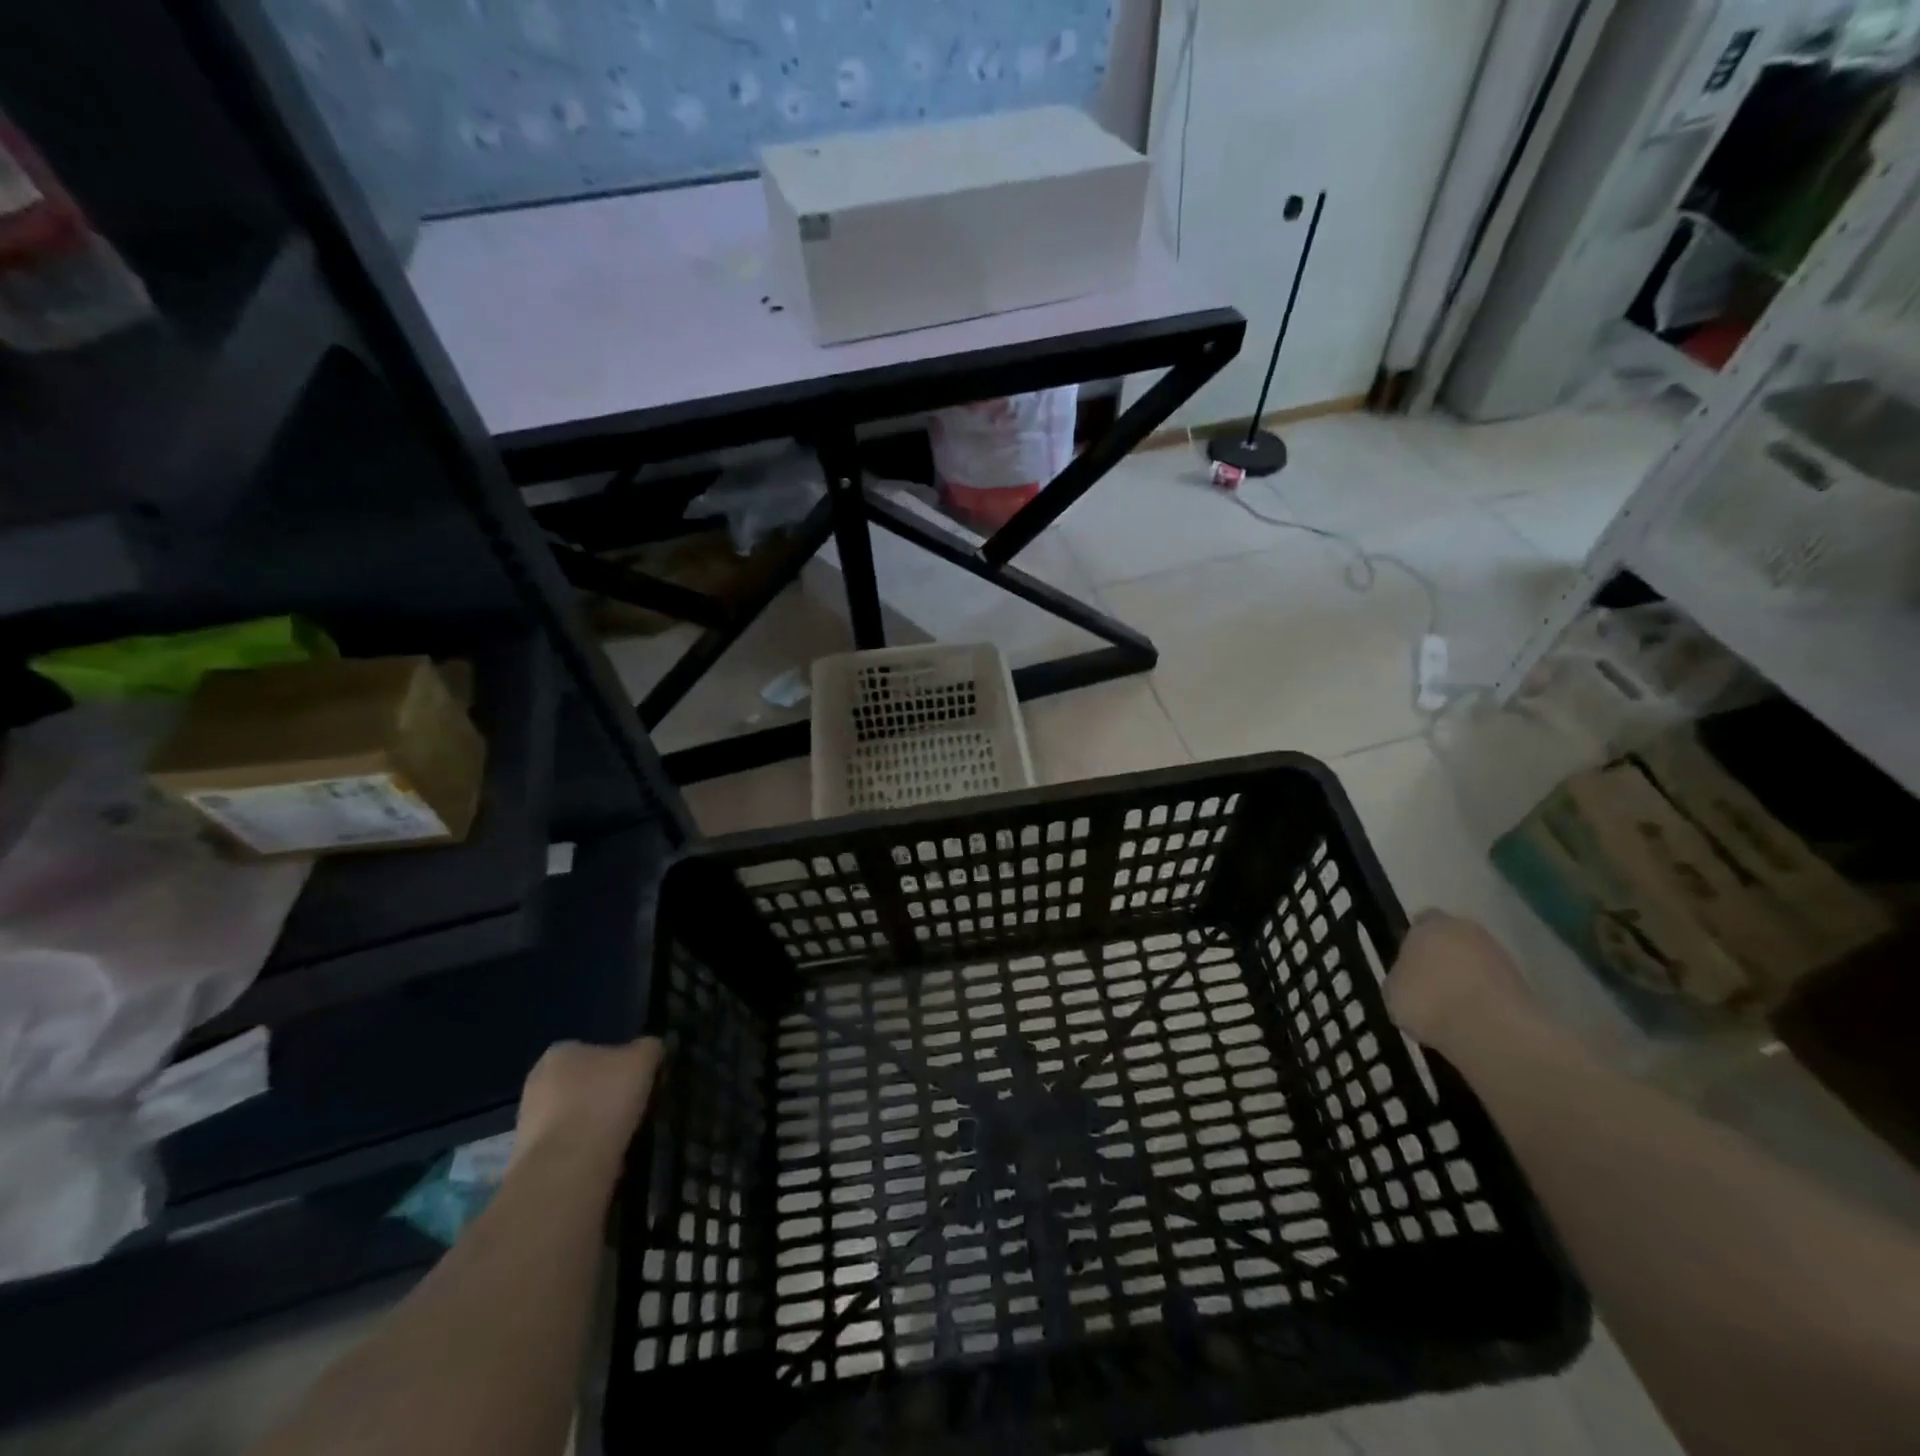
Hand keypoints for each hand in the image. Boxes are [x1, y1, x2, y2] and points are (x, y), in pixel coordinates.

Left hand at [513, 1038, 665, 1165]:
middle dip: (602, 1093)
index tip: (637, 1082)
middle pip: (581, 1083)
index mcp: (560, 1052)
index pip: (595, 1050)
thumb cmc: (605, 1100)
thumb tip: (651, 1049)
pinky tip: (600, 1157)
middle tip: (630, 1107)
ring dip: (592, 1122)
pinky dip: (582, 1149)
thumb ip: (649, 1047)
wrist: (567, 1168)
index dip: (619, 1065)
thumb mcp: (643, 1060)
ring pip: (572, 1115)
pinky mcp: (528, 1157)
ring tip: (619, 1136)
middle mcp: (536, 1080)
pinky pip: (565, 1144)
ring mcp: (527, 1121)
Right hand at [1385, 911, 1534, 1053]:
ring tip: (1451, 1011)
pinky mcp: (1525, 987)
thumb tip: (1408, 979)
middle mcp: (1468, 931)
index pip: (1420, 922)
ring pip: (1476, 964)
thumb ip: (1400, 977)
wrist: (1492, 1032)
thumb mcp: (1392, 991)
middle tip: (1429, 986)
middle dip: (1444, 958)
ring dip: (1467, 980)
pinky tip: (1473, 1023)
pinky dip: (1485, 1001)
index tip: (1407, 963)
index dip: (1413, 941)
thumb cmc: (1428, 1001)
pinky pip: (1494, 989)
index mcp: (1431, 924)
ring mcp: (1501, 957)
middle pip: (1453, 940)